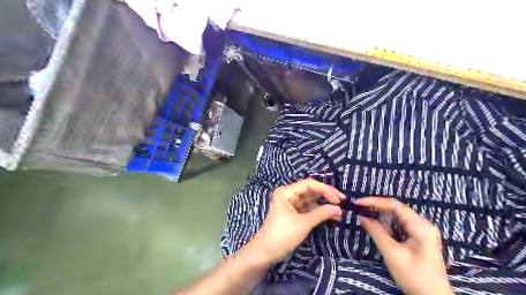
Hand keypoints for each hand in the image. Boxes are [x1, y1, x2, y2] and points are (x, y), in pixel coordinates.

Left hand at [248, 179, 343, 265]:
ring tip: (339, 211)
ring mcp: (291, 204)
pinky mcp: (294, 213)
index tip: (338, 199)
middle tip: (343, 202)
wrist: (266, 252)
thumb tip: (339, 208)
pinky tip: (331, 216)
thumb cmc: (282, 235)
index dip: (325, 189)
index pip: (309, 184)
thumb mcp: (303, 223)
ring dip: (324, 205)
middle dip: (326, 196)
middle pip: (311, 190)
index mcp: (286, 192)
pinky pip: (309, 209)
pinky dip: (319, 212)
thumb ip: (322, 214)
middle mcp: (289, 194)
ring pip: (311, 200)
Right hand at [355, 197, 453, 294]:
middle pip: (396, 209)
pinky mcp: (420, 238)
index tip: (358, 203)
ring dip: (381, 217)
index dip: (374, 201)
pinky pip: (401, 225)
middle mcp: (423, 224)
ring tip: (365, 217)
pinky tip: (378, 228)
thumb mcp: (392, 253)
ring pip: (398, 217)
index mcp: (420, 225)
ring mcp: (423, 231)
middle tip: (359, 210)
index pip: (394, 205)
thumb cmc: (414, 276)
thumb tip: (361, 217)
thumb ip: (376, 231)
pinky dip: (388, 225)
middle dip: (377, 208)